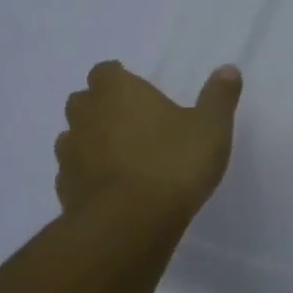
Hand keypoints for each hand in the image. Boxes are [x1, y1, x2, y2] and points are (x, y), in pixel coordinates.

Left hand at [56, 60, 241, 216]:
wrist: (129, 223)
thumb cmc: (173, 163)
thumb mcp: (211, 127)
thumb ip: (218, 97)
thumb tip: (228, 69)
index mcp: (117, 92)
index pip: (106, 71)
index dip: (120, 79)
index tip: (139, 91)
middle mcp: (86, 116)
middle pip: (84, 101)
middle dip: (102, 107)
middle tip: (134, 121)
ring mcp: (70, 154)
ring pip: (74, 137)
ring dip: (92, 141)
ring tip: (123, 156)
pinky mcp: (64, 189)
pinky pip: (74, 173)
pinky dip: (89, 175)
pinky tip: (113, 187)